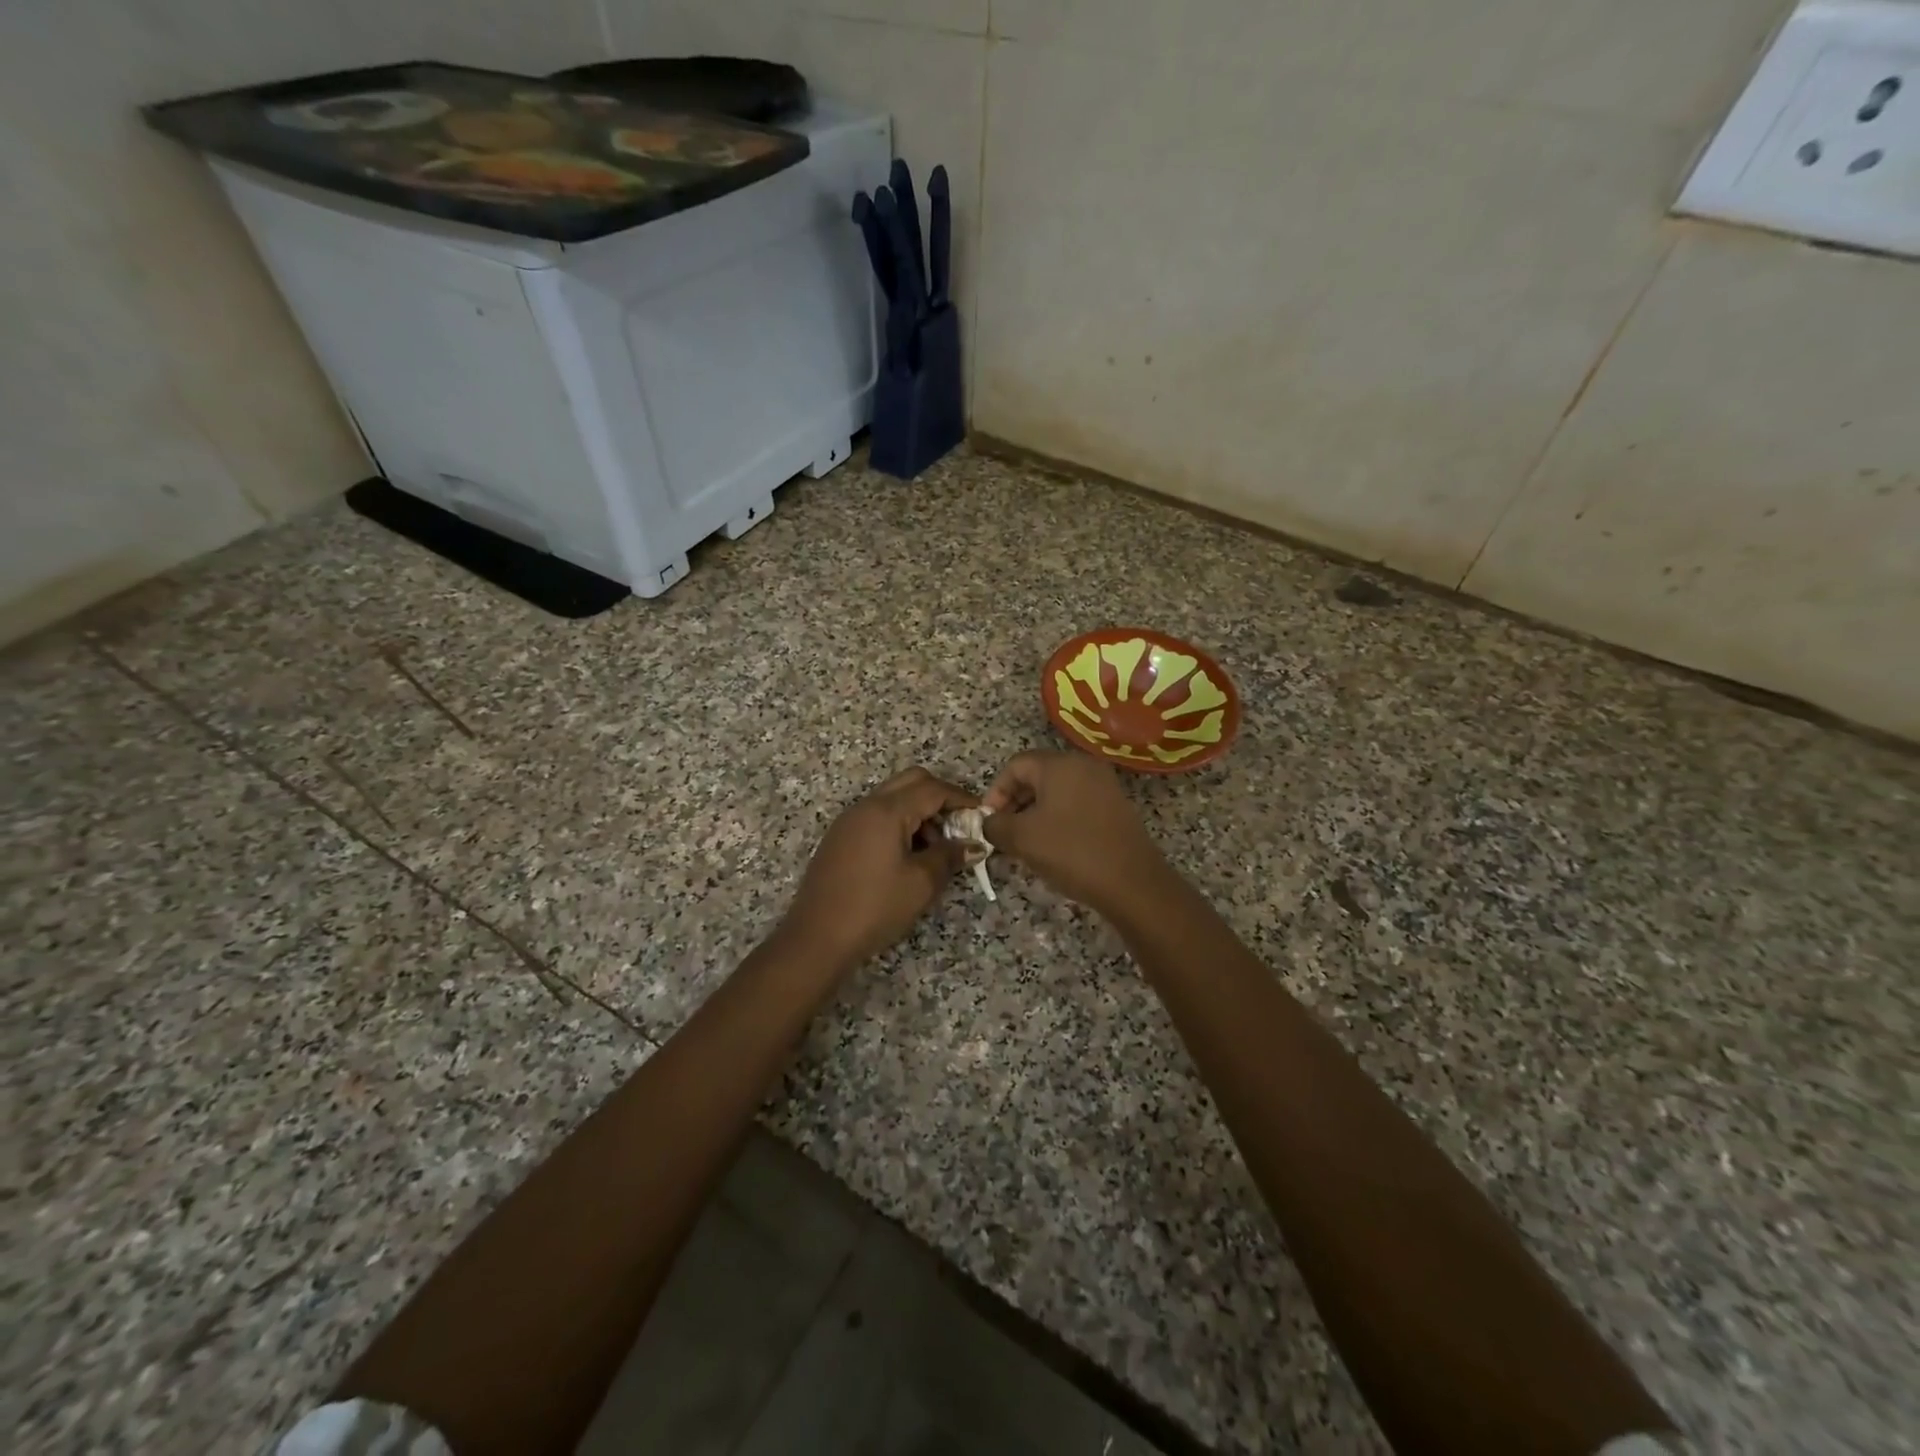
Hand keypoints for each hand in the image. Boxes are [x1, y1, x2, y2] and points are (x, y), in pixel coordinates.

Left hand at [777, 767, 974, 971]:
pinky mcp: (840, 838)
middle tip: (958, 827)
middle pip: (911, 782)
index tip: (981, 815)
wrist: (817, 937)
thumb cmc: (875, 907)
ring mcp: (849, 820)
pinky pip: (877, 815)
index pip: (932, 789)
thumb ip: (950, 856)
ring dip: (919, 812)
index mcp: (887, 810)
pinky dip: (899, 823)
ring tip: (935, 850)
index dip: (961, 798)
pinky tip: (907, 857)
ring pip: (893, 798)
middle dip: (939, 798)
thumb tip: (974, 845)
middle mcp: (866, 806)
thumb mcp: (921, 883)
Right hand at [982, 751, 1171, 917]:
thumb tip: (989, 822)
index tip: (988, 821)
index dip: (996, 792)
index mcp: (1060, 765)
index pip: (1016, 765)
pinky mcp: (1116, 807)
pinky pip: (1076, 804)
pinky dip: (1058, 819)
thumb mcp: (1022, 838)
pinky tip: (1053, 846)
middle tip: (1003, 832)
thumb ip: (995, 825)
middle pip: (1037, 775)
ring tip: (1024, 843)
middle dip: (1014, 803)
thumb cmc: (1072, 852)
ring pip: (1057, 792)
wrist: (1132, 883)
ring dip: (1034, 813)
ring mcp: (1104, 786)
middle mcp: (1084, 766)